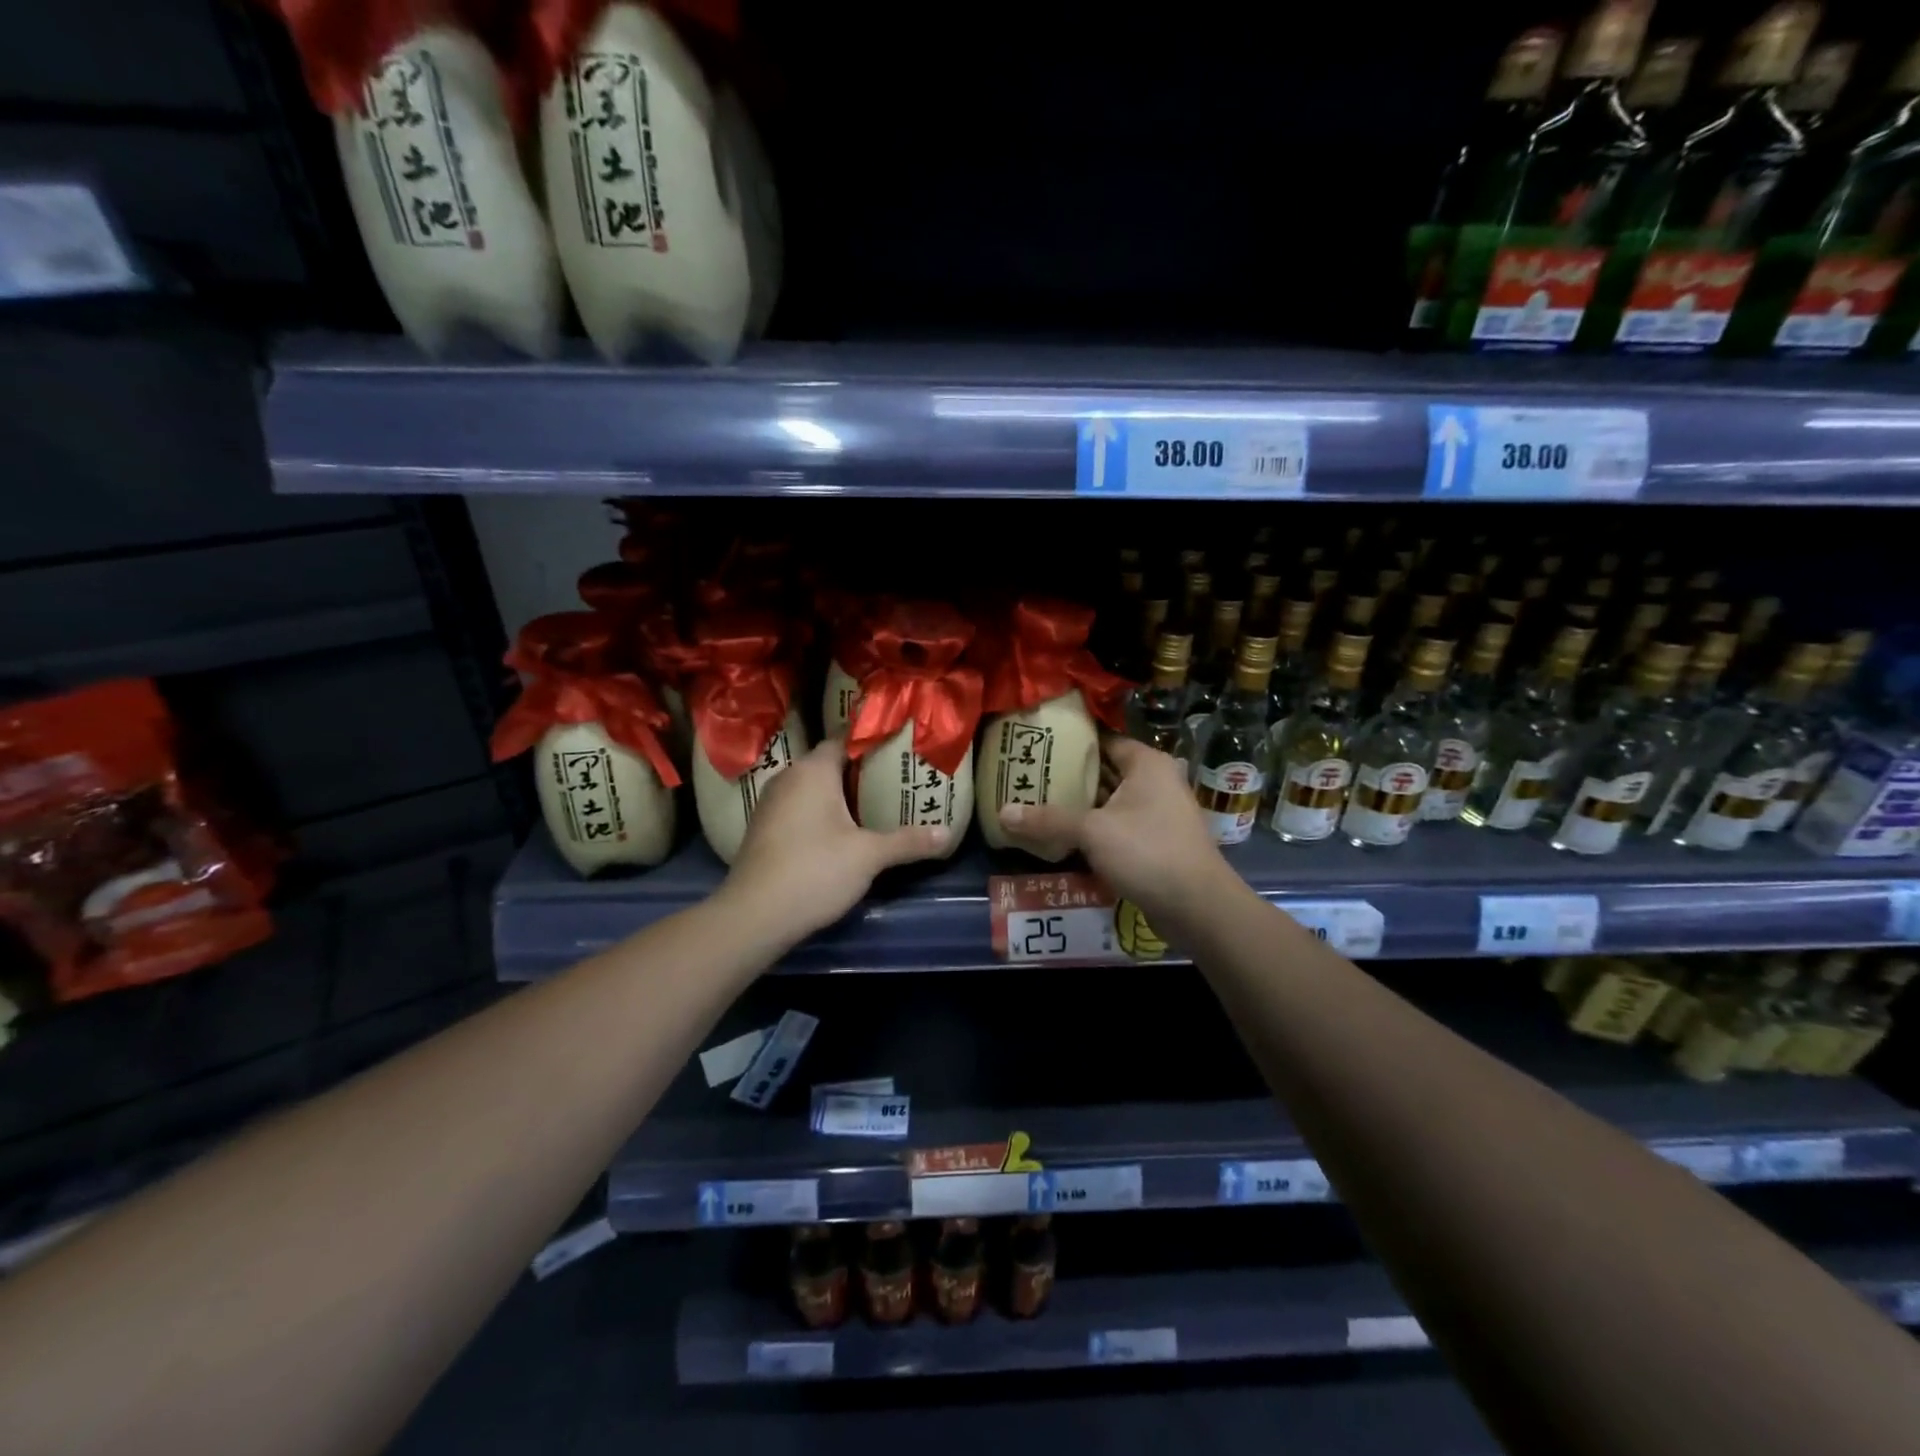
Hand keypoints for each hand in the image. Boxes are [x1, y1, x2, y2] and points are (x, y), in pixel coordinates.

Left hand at [722, 737, 948, 939]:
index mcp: (813, 771)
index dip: (871, 740)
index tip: (898, 744)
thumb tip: (947, 834)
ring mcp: (770, 804)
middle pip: (828, 763)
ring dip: (838, 793)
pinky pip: (798, 807)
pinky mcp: (763, 829)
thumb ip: (908, 841)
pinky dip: (820, 812)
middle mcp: (788, 778)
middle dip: (859, 769)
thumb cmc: (815, 870)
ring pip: (811, 787)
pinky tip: (840, 831)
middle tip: (894, 776)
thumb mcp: (869, 856)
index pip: (844, 739)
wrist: (754, 915)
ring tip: (873, 802)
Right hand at [999, 736, 1230, 925]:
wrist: (1197, 907)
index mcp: (1147, 764)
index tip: (1037, 745)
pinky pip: (1117, 825)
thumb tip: (1003, 812)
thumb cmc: (1147, 851)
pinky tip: (1062, 835)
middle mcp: (1156, 781)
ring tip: (1036, 802)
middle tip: (1029, 775)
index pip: (1103, 740)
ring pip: (1110, 801)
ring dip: (1080, 805)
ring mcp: (1158, 812)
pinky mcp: (1155, 841)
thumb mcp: (1092, 831)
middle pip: (1105, 770)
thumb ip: (1048, 820)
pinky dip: (1093, 828)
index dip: (1071, 742)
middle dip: (1069, 775)